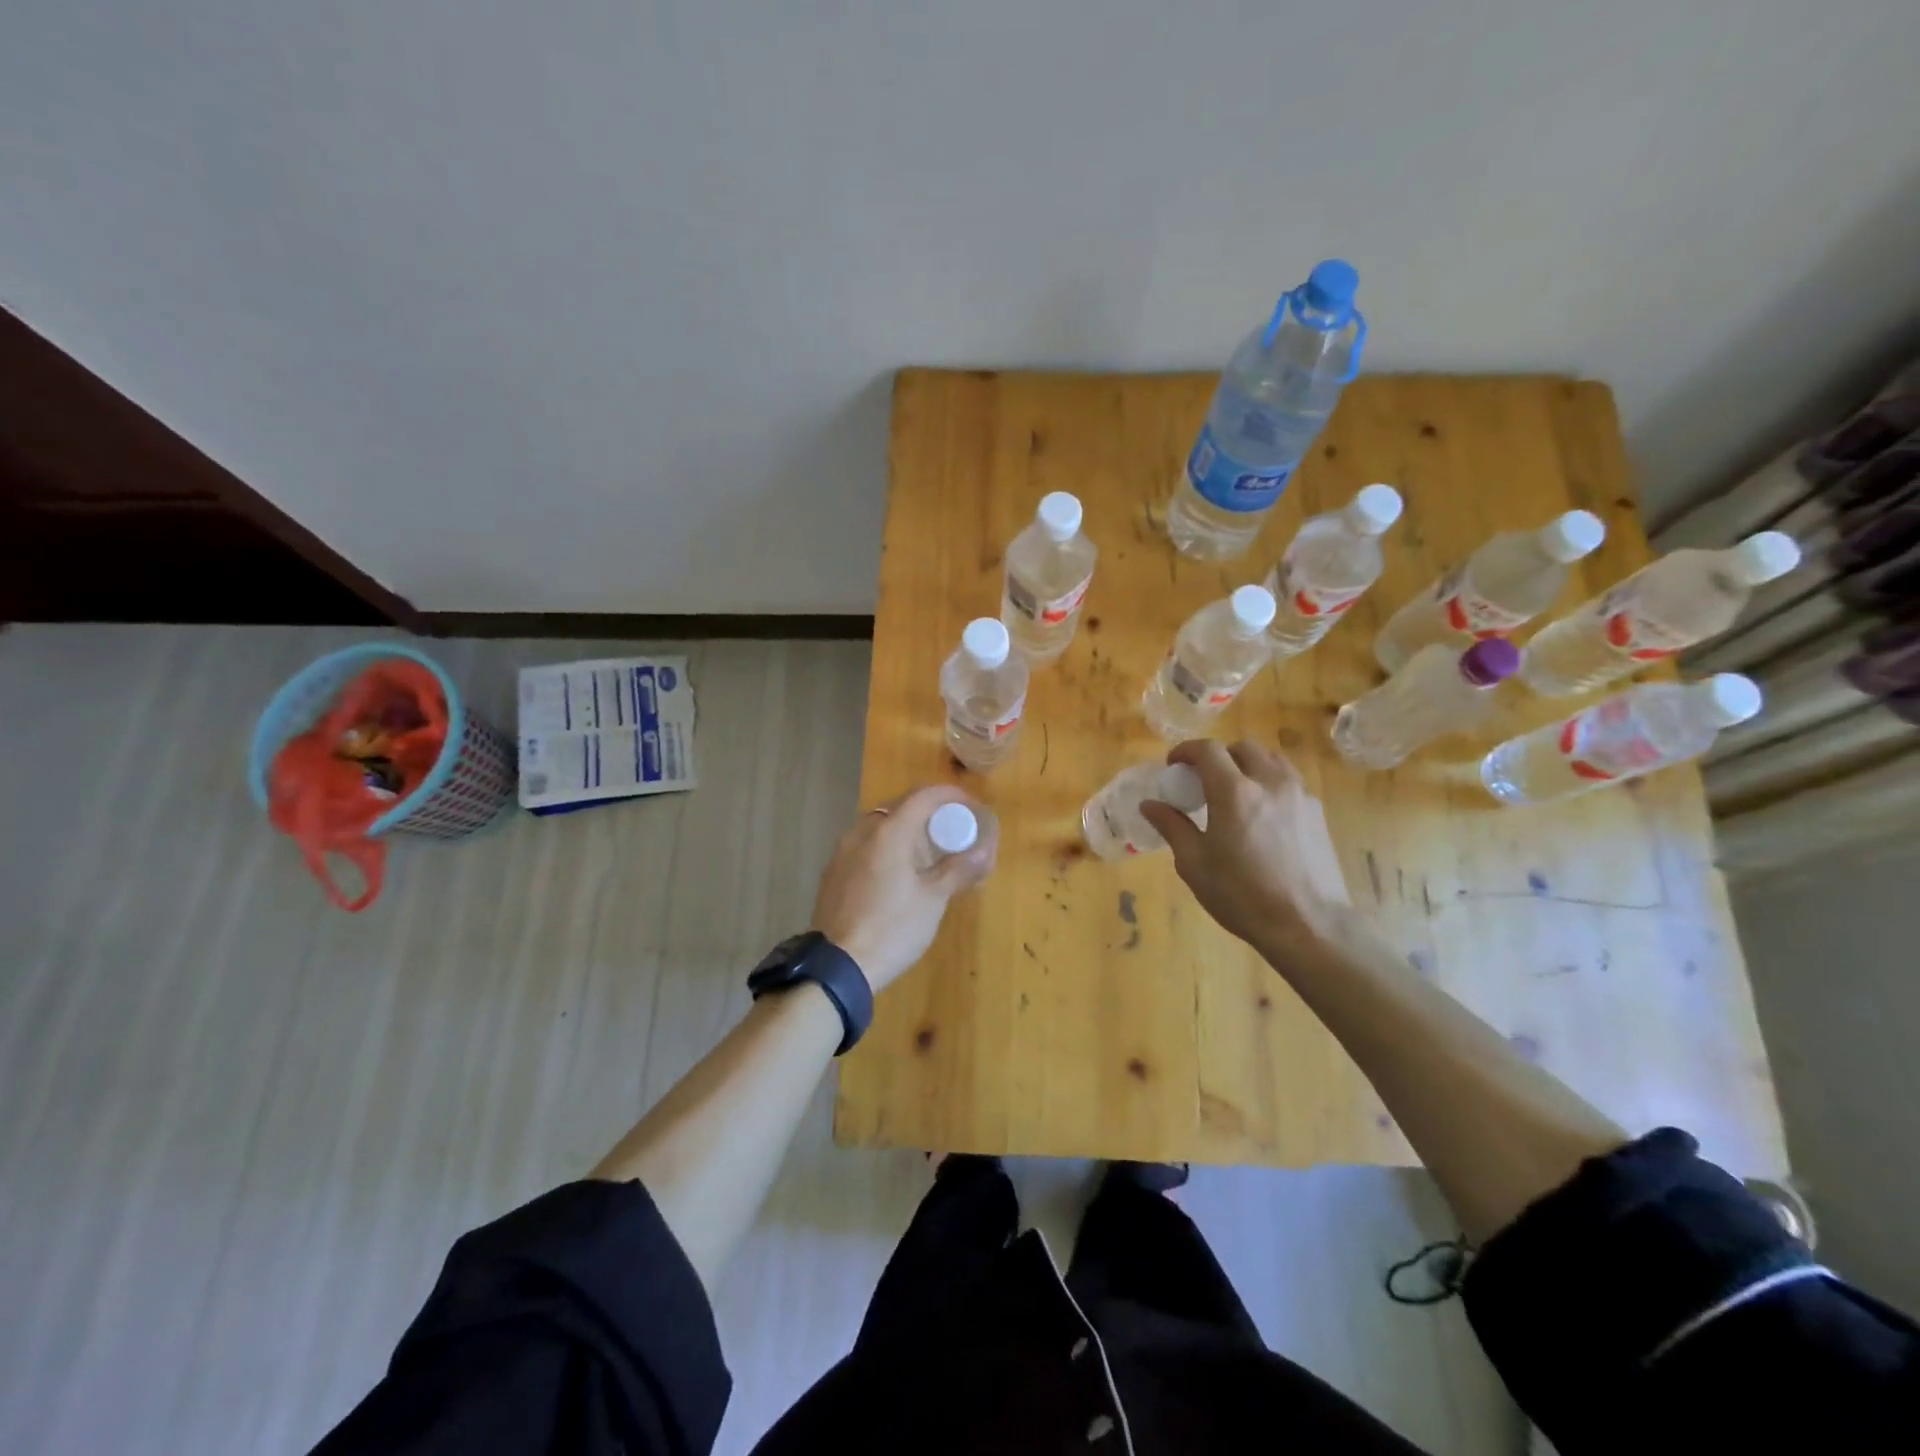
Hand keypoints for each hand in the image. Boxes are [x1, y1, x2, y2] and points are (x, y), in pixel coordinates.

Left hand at [811, 786, 995, 992]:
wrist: (837, 967)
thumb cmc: (893, 929)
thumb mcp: (933, 900)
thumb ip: (959, 869)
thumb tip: (984, 851)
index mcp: (888, 832)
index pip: (923, 795)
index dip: (950, 795)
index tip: (970, 806)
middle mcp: (862, 832)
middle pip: (900, 806)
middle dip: (929, 812)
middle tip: (952, 830)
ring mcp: (842, 852)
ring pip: (880, 826)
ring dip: (906, 829)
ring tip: (927, 852)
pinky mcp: (833, 872)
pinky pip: (865, 845)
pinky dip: (886, 847)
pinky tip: (898, 872)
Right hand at [1138, 740, 1349, 954]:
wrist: (1308, 924)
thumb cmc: (1242, 896)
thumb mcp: (1194, 864)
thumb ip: (1172, 826)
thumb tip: (1150, 804)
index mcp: (1234, 792)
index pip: (1208, 750)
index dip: (1186, 751)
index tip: (1173, 765)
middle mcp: (1270, 782)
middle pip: (1242, 748)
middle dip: (1218, 756)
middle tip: (1203, 781)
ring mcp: (1299, 795)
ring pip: (1271, 760)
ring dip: (1247, 765)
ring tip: (1235, 793)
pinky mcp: (1317, 812)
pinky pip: (1289, 781)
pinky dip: (1269, 783)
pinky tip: (1261, 815)